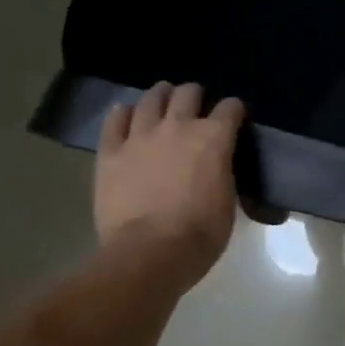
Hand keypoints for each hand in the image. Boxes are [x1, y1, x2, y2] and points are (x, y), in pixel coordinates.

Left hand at [94, 83, 243, 285]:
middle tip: (196, 108)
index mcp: (214, 137)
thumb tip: (217, 165)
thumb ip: (222, 170)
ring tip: (162, 102)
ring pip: (151, 98)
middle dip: (195, 96)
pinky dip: (123, 114)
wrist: (150, 253)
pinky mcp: (111, 152)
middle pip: (189, 93)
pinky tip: (126, 115)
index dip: (234, 111)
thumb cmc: (200, 233)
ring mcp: (141, 136)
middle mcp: (179, 126)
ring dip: (160, 96)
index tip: (234, 119)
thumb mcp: (227, 198)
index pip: (230, 107)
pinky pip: (114, 120)